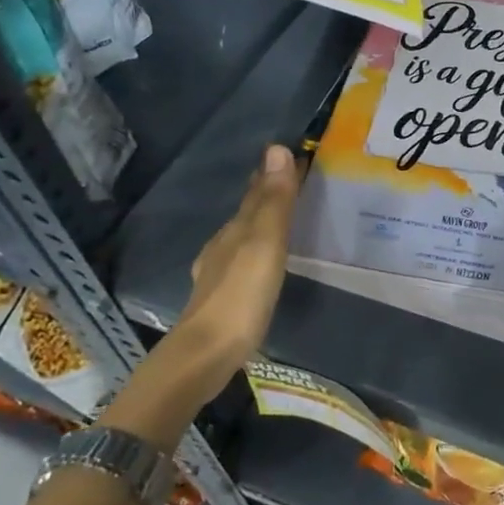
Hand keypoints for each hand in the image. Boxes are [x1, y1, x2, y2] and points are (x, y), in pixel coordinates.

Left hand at [102, 145, 298, 448]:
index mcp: (235, 230)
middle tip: (296, 181)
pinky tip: (262, 264)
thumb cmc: (241, 295)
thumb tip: (277, 149)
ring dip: (263, 223)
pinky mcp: (223, 299)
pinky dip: (257, 252)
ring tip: (286, 219)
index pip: (257, 192)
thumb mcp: (265, 244)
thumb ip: (274, 201)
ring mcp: (219, 274)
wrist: (205, 355)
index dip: (276, 173)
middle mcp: (223, 246)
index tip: (298, 155)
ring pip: (244, 238)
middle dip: (268, 195)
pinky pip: (244, 262)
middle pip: (249, 213)